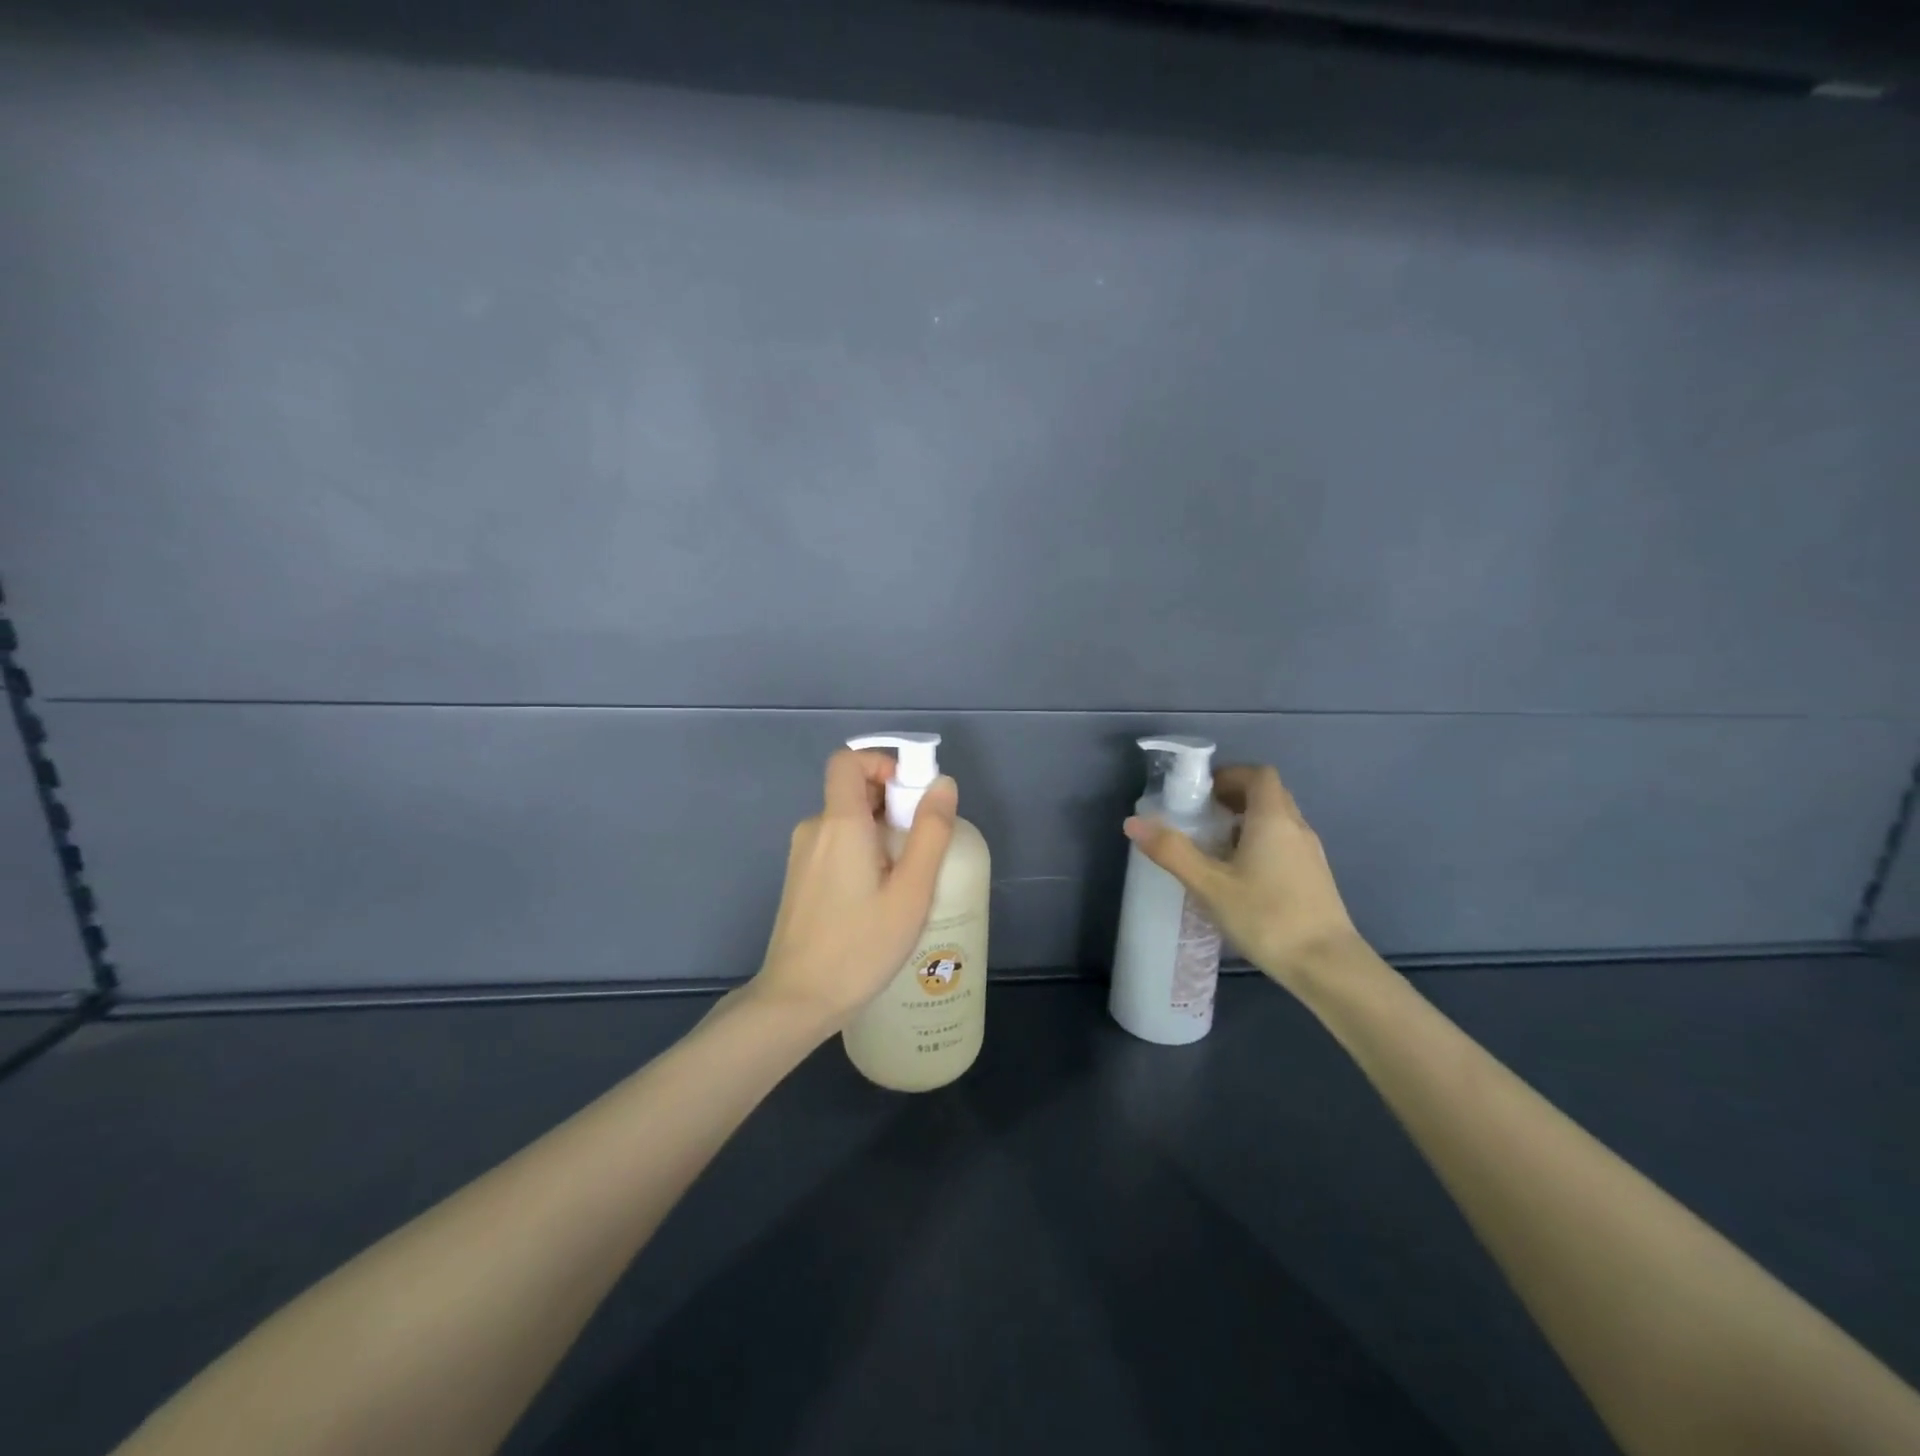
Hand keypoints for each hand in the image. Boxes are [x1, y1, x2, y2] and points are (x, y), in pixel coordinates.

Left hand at [752, 749, 958, 1029]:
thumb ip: (930, 833)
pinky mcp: (800, 879)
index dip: (880, 762)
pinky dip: (863, 853)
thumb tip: (942, 784)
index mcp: (839, 823)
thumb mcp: (911, 891)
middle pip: (852, 791)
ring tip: (906, 880)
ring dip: (881, 833)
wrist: (798, 999)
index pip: (847, 760)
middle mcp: (814, 829)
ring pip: (847, 822)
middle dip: (892, 804)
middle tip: (922, 846)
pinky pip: (836, 846)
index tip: (912, 793)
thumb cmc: (860, 945)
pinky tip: (880, 898)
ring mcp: (803, 855)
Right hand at [1124, 764, 1363, 991]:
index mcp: (1273, 818)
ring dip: (1247, 822)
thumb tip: (1133, 822)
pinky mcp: (1315, 877)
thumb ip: (1172, 851)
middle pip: (1268, 794)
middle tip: (1202, 817)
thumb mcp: (1210, 885)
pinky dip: (1262, 844)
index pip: (1258, 774)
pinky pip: (1285, 844)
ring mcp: (1311, 854)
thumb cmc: (1267, 917)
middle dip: (1234, 797)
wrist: (1327, 966)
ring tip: (1216, 847)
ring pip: (1278, 821)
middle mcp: (1297, 827)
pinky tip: (1241, 876)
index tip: (1201, 793)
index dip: (1229, 775)